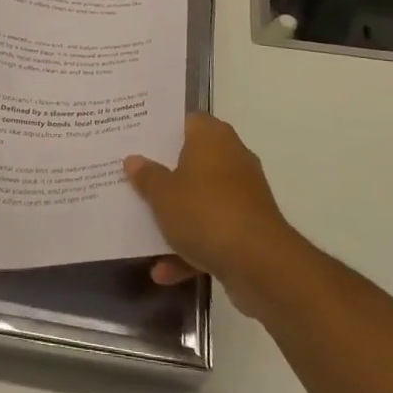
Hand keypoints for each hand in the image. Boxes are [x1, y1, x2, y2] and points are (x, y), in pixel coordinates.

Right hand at [125, 115, 296, 311]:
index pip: (187, 121)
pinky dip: (191, 249)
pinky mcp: (249, 229)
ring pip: (201, 200)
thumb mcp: (163, 194)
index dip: (162, 130)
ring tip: (142, 228)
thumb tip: (134, 160)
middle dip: (165, 175)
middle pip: (192, 161)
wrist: (259, 264)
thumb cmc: (205, 212)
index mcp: (212, 138)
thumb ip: (147, 176)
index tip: (137, 140)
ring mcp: (243, 195)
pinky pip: (212, 232)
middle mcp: (232, 159)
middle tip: (133, 179)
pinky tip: (164, 271)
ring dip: (176, 218)